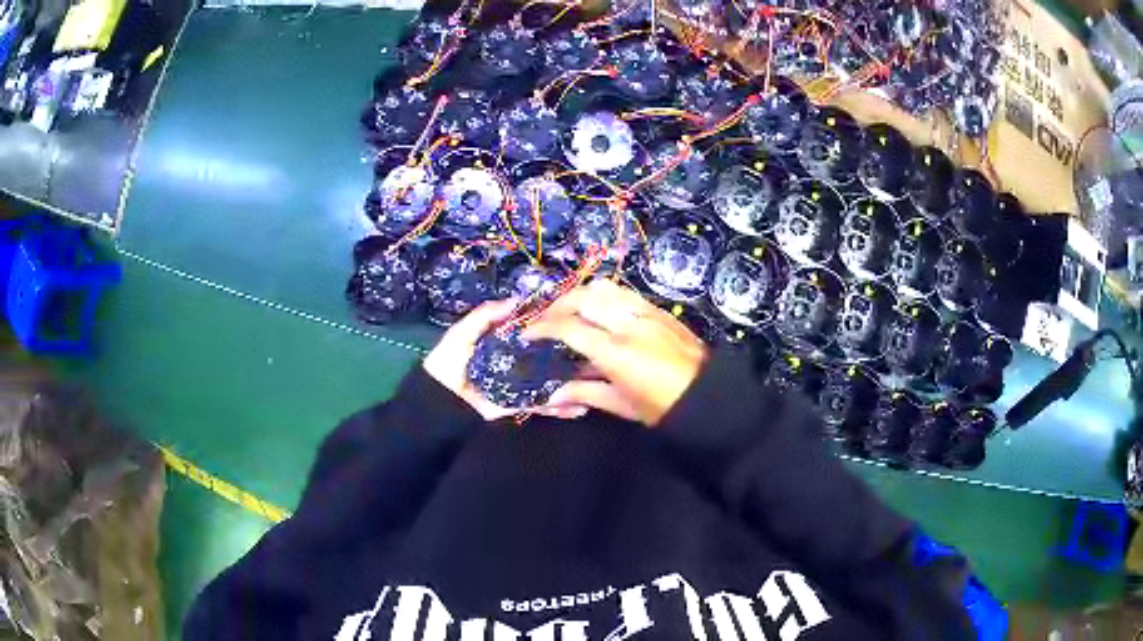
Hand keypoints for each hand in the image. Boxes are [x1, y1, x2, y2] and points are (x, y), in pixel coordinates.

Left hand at [423, 299, 589, 421]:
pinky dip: (559, 408)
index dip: (548, 323)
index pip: (530, 330)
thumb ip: (486, 315)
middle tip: (594, 348)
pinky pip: (541, 405)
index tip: (573, 316)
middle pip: (545, 355)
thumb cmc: (447, 364)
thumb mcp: (461, 333)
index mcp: (501, 341)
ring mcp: (518, 384)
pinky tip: (581, 406)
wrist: (438, 403)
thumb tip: (517, 300)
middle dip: (568, 354)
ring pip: (549, 381)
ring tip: (597, 379)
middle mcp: (514, 361)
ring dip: (571, 382)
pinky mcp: (518, 405)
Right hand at [523, 279, 707, 425]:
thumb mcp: (622, 405)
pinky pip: (624, 292)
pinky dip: (603, 295)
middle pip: (583, 297)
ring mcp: (645, 312)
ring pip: (604, 287)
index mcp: (616, 352)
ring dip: (579, 294)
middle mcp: (628, 324)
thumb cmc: (663, 407)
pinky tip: (598, 309)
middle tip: (544, 319)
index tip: (528, 333)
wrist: (709, 395)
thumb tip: (553, 394)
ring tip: (568, 309)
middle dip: (556, 304)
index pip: (569, 327)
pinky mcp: (658, 309)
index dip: (542, 327)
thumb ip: (585, 393)